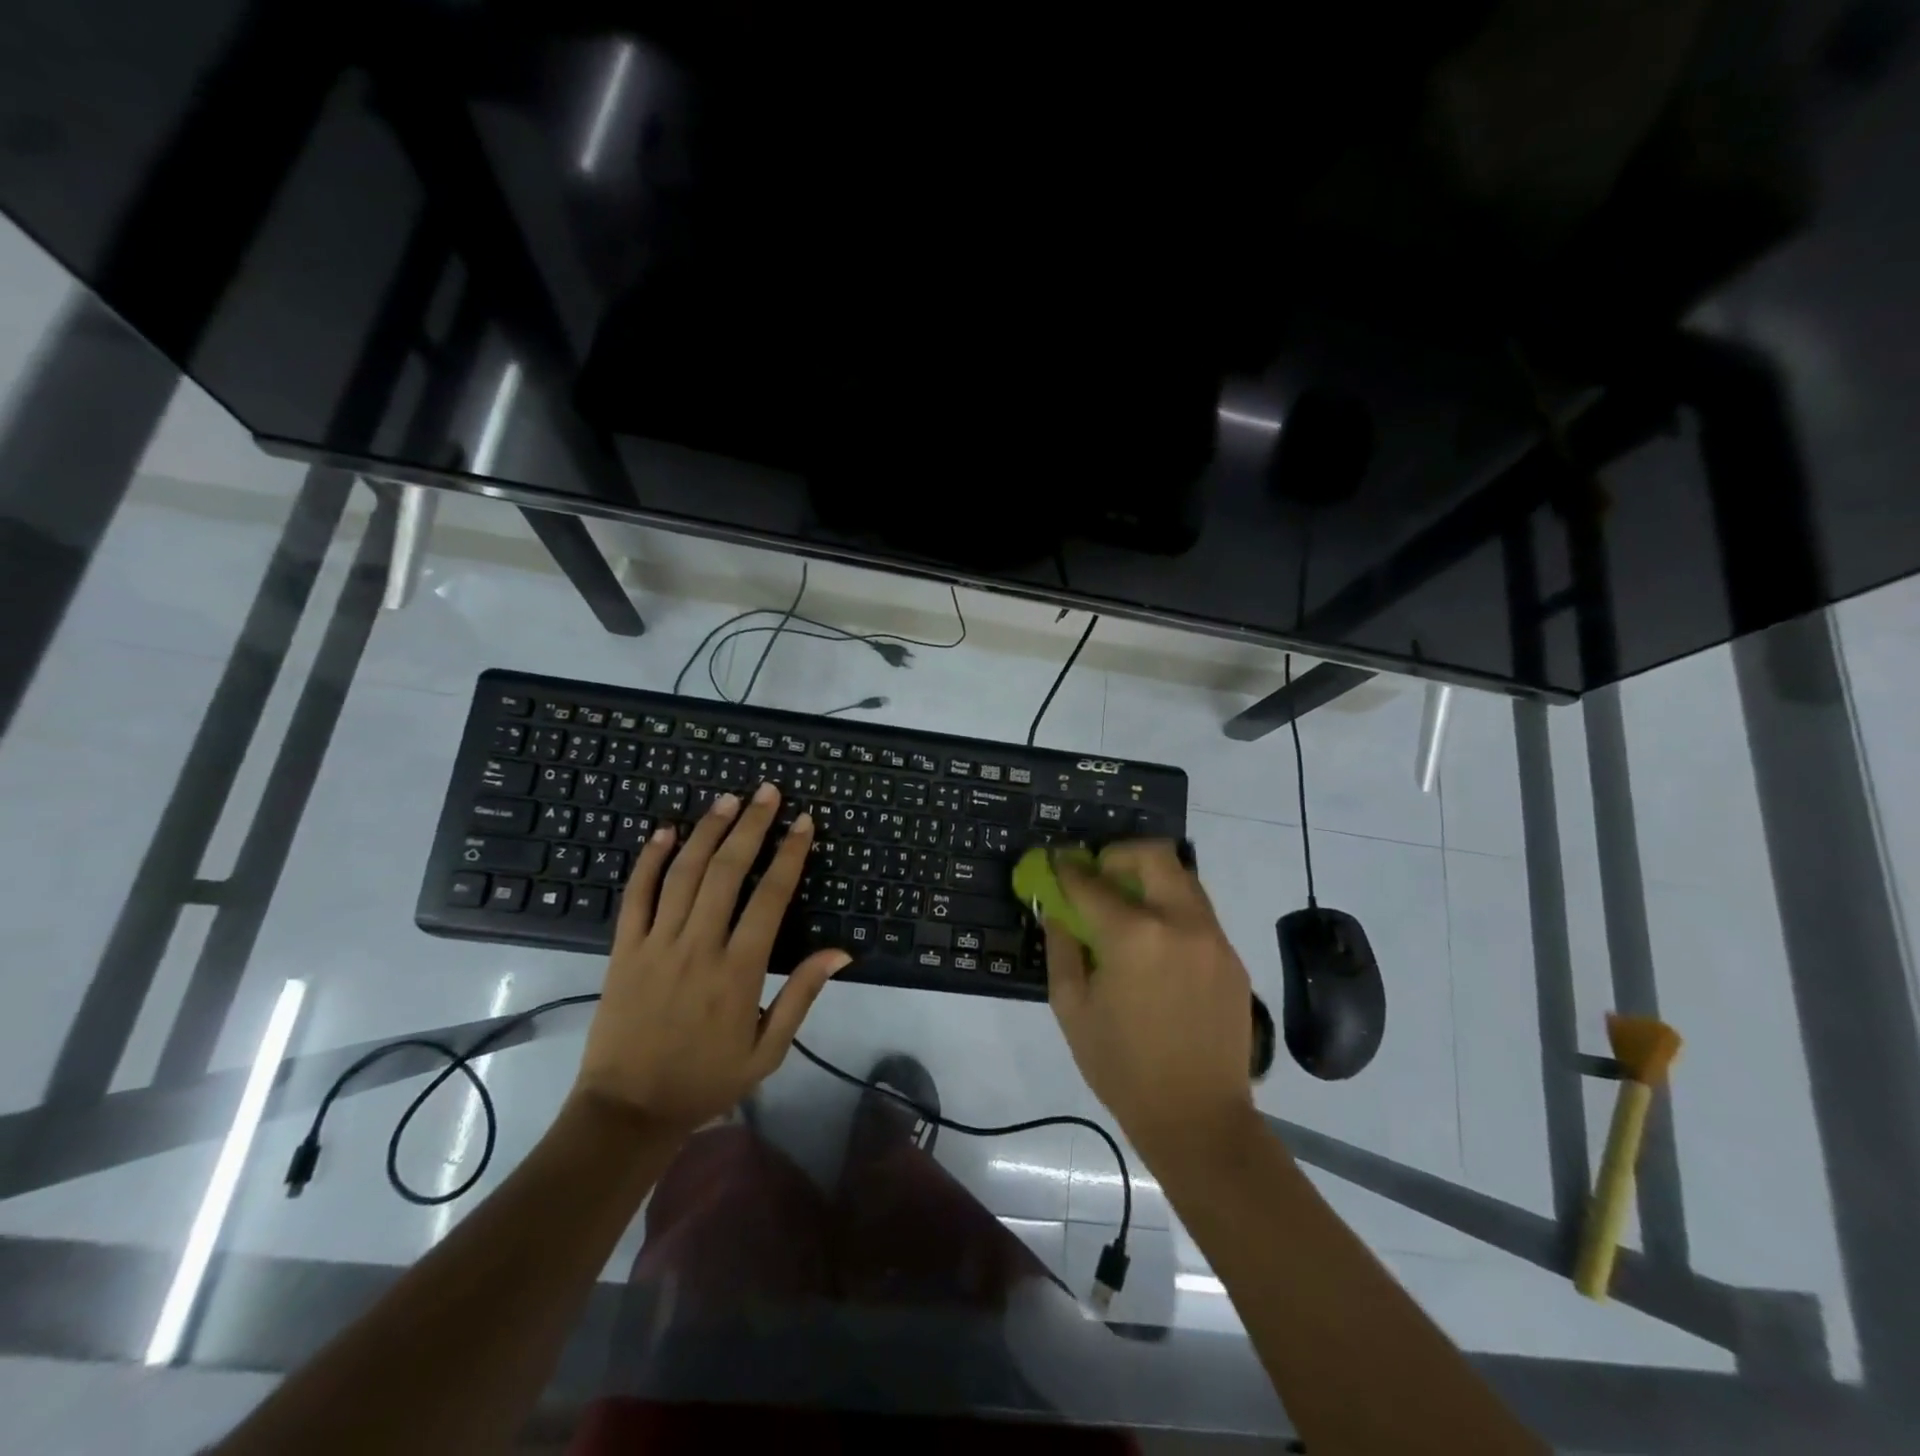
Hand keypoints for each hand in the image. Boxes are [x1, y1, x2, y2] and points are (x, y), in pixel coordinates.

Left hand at [574, 783, 848, 1134]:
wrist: (627, 1111)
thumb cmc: (706, 1080)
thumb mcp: (768, 1050)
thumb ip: (802, 996)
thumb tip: (841, 952)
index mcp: (740, 970)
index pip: (771, 896)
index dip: (790, 854)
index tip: (804, 823)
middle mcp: (699, 946)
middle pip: (727, 871)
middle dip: (752, 826)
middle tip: (768, 792)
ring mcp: (656, 944)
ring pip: (684, 873)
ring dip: (707, 831)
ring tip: (729, 800)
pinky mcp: (623, 949)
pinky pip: (636, 895)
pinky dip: (650, 859)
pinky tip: (665, 831)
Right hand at [1045, 841, 1255, 1164]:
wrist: (1199, 1118)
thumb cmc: (1123, 1067)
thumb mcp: (1073, 1008)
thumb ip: (1062, 948)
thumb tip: (1057, 910)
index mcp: (1134, 936)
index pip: (1093, 882)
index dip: (1068, 869)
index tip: (1057, 863)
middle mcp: (1180, 922)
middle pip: (1154, 855)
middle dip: (1120, 854)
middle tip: (1100, 874)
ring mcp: (1213, 937)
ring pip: (1182, 879)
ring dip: (1150, 879)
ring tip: (1127, 907)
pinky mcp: (1232, 957)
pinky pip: (1198, 913)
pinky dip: (1171, 910)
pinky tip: (1156, 946)